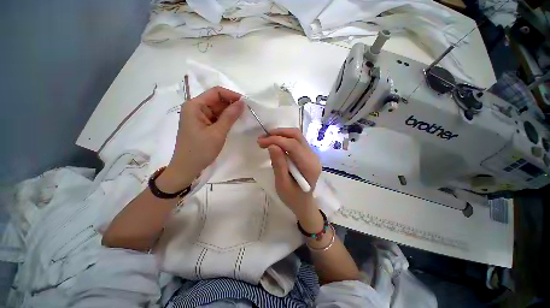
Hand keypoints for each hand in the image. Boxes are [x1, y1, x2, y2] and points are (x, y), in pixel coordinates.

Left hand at [159, 87, 243, 191]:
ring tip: (241, 118)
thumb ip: (230, 116)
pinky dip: (224, 119)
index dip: (231, 95)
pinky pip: (215, 117)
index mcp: (194, 106)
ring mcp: (198, 117)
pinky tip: (233, 123)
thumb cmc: (201, 150)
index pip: (216, 92)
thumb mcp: (217, 133)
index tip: (245, 103)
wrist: (187, 168)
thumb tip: (242, 103)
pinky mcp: (201, 124)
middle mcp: (195, 108)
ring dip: (229, 112)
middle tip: (246, 112)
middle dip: (231, 104)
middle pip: (216, 100)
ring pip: (217, 109)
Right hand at [257, 128, 321, 222]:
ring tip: (266, 139)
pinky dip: (284, 139)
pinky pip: (296, 141)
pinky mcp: (307, 154)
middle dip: (278, 133)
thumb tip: (272, 145)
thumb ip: (278, 164)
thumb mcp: (282, 184)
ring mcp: (312, 154)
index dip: (276, 140)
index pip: (293, 145)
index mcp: (309, 166)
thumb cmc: (292, 198)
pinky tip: (274, 143)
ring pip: (296, 136)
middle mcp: (313, 157)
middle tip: (262, 138)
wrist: (304, 204)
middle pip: (296, 136)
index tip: (261, 141)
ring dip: (280, 135)